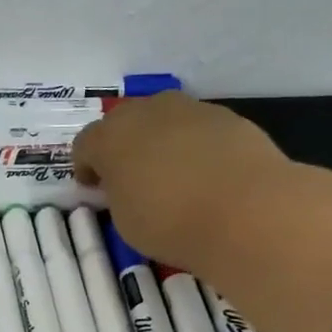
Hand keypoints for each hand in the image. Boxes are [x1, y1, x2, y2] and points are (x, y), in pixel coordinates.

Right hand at [74, 94, 291, 274]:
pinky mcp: (230, 118)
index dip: (85, 167)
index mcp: (110, 137)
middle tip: (130, 177)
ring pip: (165, 121)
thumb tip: (126, 185)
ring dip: (161, 142)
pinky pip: (200, 130)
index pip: (84, 144)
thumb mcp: (124, 219)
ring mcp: (191, 110)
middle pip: (124, 122)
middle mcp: (147, 112)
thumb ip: (118, 194)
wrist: (247, 211)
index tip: (93, 188)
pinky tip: (208, 176)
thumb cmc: (169, 221)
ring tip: (173, 176)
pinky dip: (197, 147)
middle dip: (123, 146)